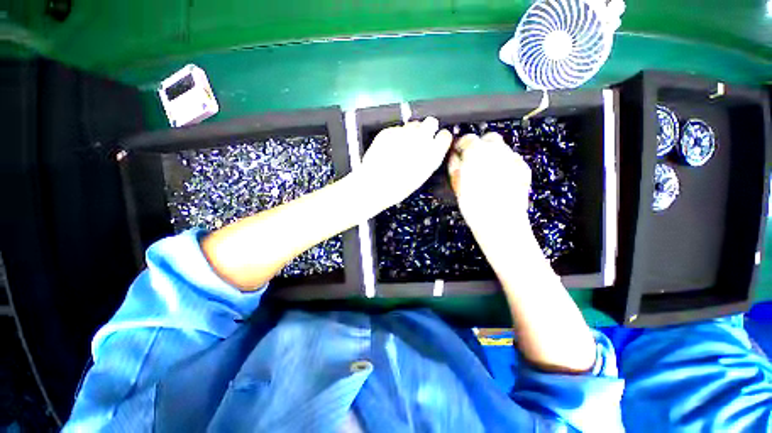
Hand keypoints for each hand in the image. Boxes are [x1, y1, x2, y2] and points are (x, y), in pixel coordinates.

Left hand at [358, 117, 452, 209]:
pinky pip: (396, 129)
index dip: (440, 138)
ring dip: (411, 132)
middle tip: (420, 139)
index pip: (445, 136)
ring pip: (413, 124)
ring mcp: (403, 133)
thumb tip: (432, 150)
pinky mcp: (389, 131)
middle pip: (431, 122)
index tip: (437, 140)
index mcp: (432, 154)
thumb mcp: (421, 176)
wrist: (374, 185)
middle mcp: (420, 140)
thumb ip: (429, 159)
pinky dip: (395, 136)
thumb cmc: (398, 188)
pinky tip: (390, 148)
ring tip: (403, 146)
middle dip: (427, 128)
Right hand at [447, 132, 531, 242]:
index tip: (459, 152)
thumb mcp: (457, 183)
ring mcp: (512, 158)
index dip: (462, 145)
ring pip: (502, 148)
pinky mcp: (523, 168)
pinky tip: (500, 179)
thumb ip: (455, 165)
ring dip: (493, 155)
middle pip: (488, 138)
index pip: (467, 138)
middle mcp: (496, 149)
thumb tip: (455, 156)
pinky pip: (512, 160)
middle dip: (481, 146)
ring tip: (487, 173)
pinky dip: (505, 165)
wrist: (499, 220)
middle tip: (474, 161)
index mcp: (476, 151)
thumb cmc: (474, 204)